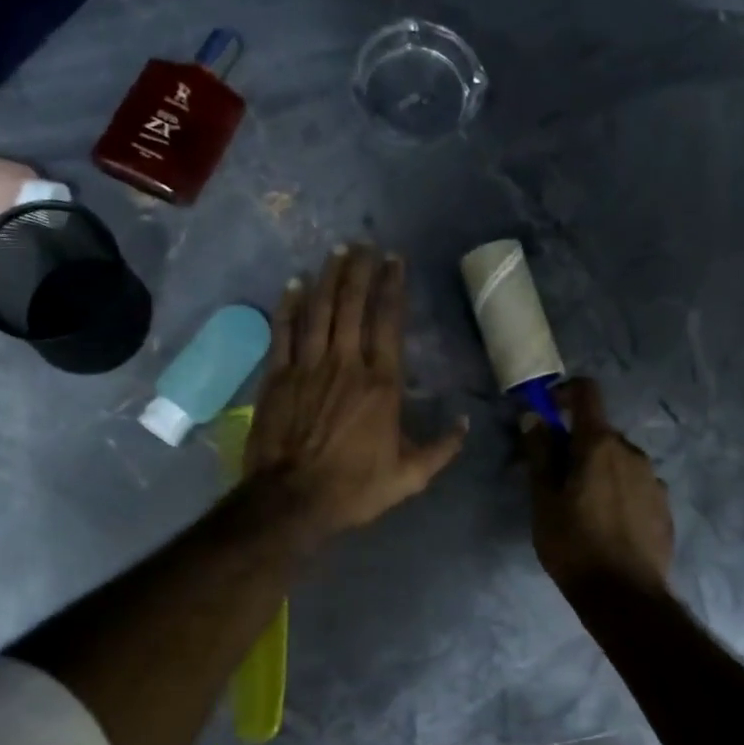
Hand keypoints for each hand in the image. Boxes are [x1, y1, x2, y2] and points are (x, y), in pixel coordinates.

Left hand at [247, 244, 467, 537]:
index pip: (389, 322)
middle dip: (360, 270)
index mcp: (381, 383)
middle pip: (353, 305)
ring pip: (319, 310)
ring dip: (329, 278)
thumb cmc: (353, 488)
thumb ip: (441, 448)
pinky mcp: (278, 376)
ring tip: (337, 252)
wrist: (291, 501)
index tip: (395, 260)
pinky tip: (294, 284)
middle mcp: (345, 364)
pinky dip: (289, 305)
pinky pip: (284, 332)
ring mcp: (308, 367)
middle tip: (365, 244)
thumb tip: (465, 422)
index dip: (392, 286)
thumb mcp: (410, 477)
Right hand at [523, 378, 675, 594]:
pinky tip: (606, 523)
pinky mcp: (664, 506)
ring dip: (598, 468)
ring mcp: (653, 480)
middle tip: (554, 476)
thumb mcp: (543, 499)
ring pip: (618, 460)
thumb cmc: (573, 544)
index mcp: (599, 445)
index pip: (587, 393)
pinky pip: (635, 484)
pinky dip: (618, 490)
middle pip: (599, 432)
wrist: (625, 597)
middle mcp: (632, 452)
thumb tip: (534, 417)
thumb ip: (540, 453)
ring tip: (581, 506)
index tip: (548, 410)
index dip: (565, 392)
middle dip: (576, 444)